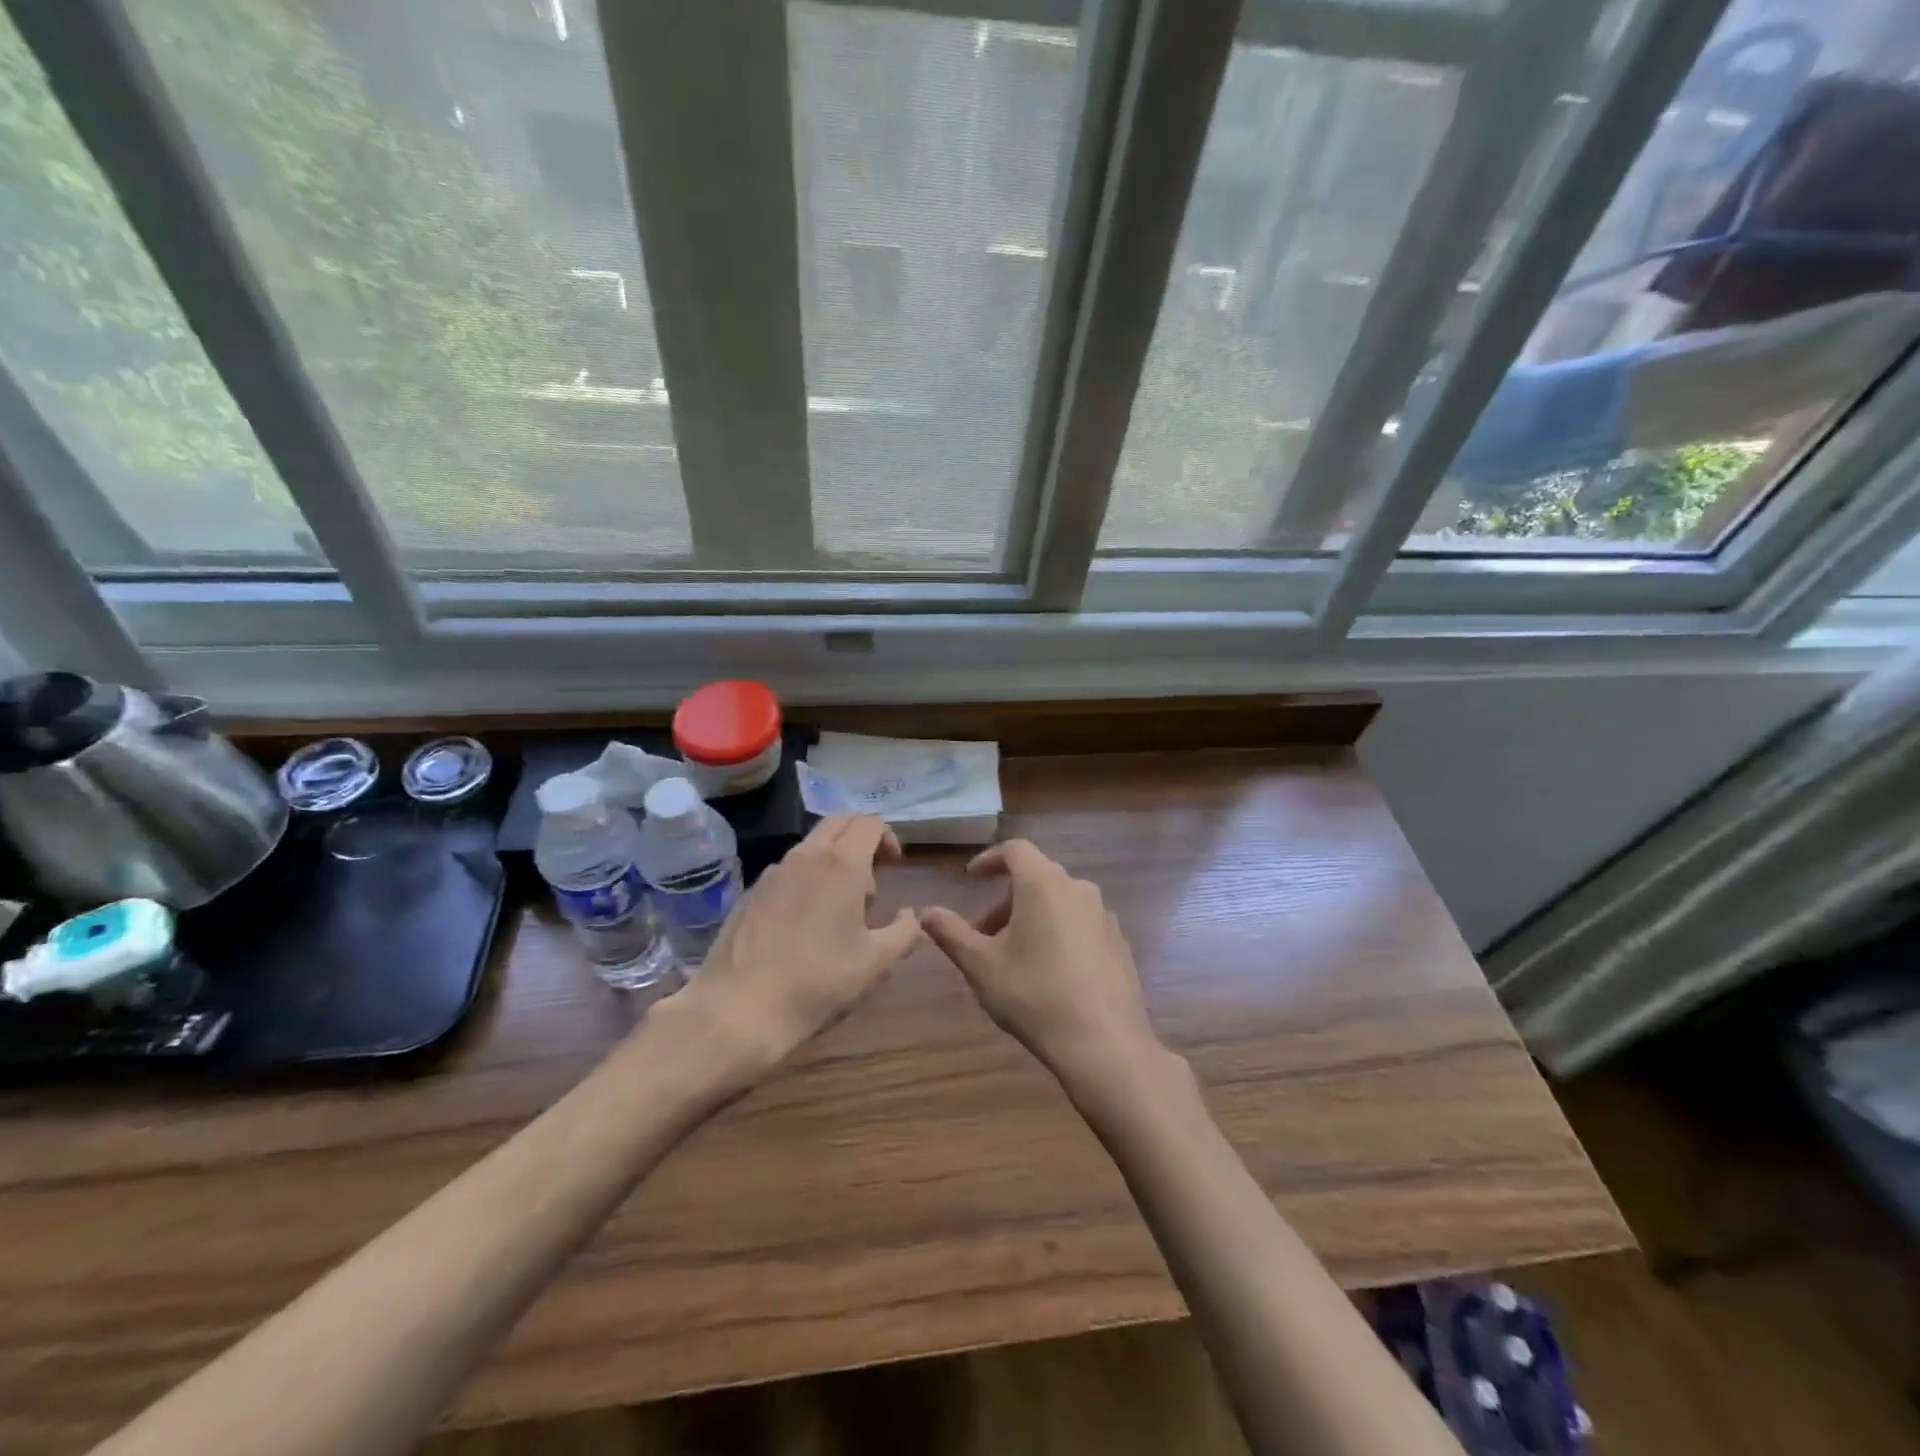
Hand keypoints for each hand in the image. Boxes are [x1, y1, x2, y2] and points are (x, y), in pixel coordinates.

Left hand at [677, 814, 922, 1072]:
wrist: (737, 1010)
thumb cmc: (817, 982)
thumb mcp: (876, 964)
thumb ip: (905, 932)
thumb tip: (912, 915)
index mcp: (841, 864)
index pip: (869, 822)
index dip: (888, 837)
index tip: (895, 867)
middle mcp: (805, 856)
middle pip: (838, 823)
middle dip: (860, 841)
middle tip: (870, 882)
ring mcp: (772, 873)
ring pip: (810, 846)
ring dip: (832, 861)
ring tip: (838, 909)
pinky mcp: (749, 893)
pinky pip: (786, 871)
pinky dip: (805, 880)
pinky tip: (803, 925)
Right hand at [919, 840, 1161, 1081]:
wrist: (1104, 1042)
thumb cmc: (1034, 995)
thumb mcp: (981, 965)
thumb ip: (951, 933)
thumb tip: (926, 912)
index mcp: (1043, 883)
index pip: (1015, 849)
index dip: (990, 859)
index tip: (971, 878)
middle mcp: (1078, 888)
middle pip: (1037, 876)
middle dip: (1006, 898)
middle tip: (984, 931)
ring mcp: (1103, 915)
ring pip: (1060, 901)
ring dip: (1033, 915)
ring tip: (1014, 955)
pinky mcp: (1119, 942)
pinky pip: (1081, 923)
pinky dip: (1059, 931)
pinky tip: (1050, 971)